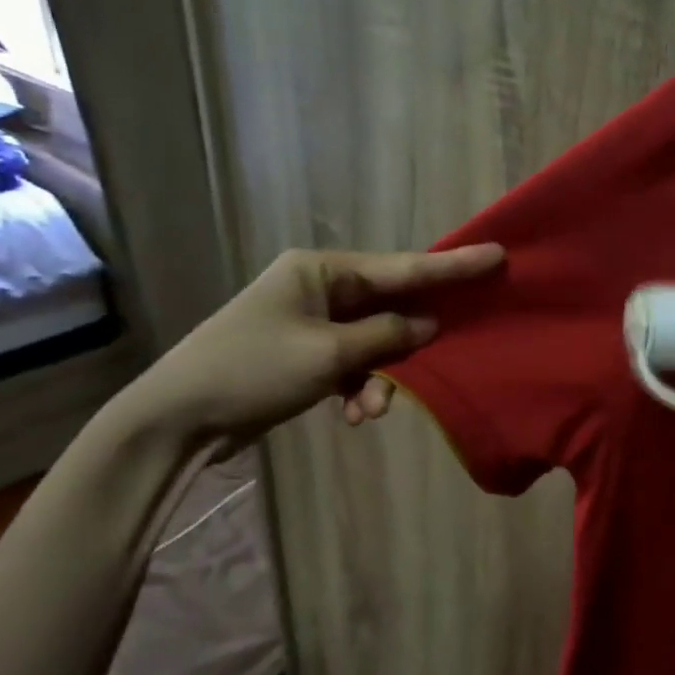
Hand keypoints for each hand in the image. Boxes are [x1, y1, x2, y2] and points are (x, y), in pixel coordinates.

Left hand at [119, 244, 503, 445]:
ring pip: (373, 341)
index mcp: (321, 270)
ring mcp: (311, 321)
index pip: (402, 266)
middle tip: (456, 344)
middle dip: (414, 336)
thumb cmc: (252, 371)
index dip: (452, 267)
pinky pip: (352, 363)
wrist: (176, 420)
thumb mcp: (326, 354)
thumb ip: (385, 336)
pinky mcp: (305, 354)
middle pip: (390, 304)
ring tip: (372, 411)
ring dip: (381, 377)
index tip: (497, 255)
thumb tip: (428, 324)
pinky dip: (360, 387)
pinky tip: (355, 415)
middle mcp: (319, 287)